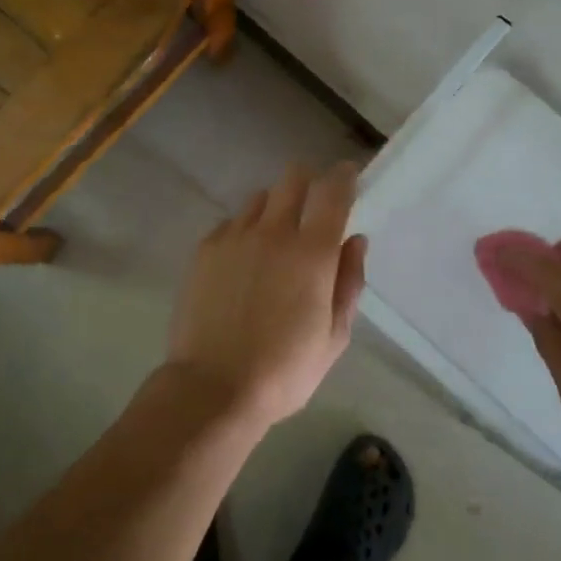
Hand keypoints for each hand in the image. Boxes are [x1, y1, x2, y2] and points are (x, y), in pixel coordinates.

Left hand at [166, 162, 368, 427]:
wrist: (214, 387)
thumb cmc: (285, 370)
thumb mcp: (334, 336)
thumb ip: (348, 282)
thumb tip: (355, 240)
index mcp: (311, 252)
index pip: (332, 192)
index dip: (343, 176)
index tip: (348, 174)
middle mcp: (273, 232)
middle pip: (292, 179)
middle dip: (308, 182)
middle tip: (312, 205)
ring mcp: (234, 237)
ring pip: (259, 199)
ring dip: (274, 207)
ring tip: (274, 238)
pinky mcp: (205, 249)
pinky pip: (231, 223)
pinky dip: (244, 230)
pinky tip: (243, 261)